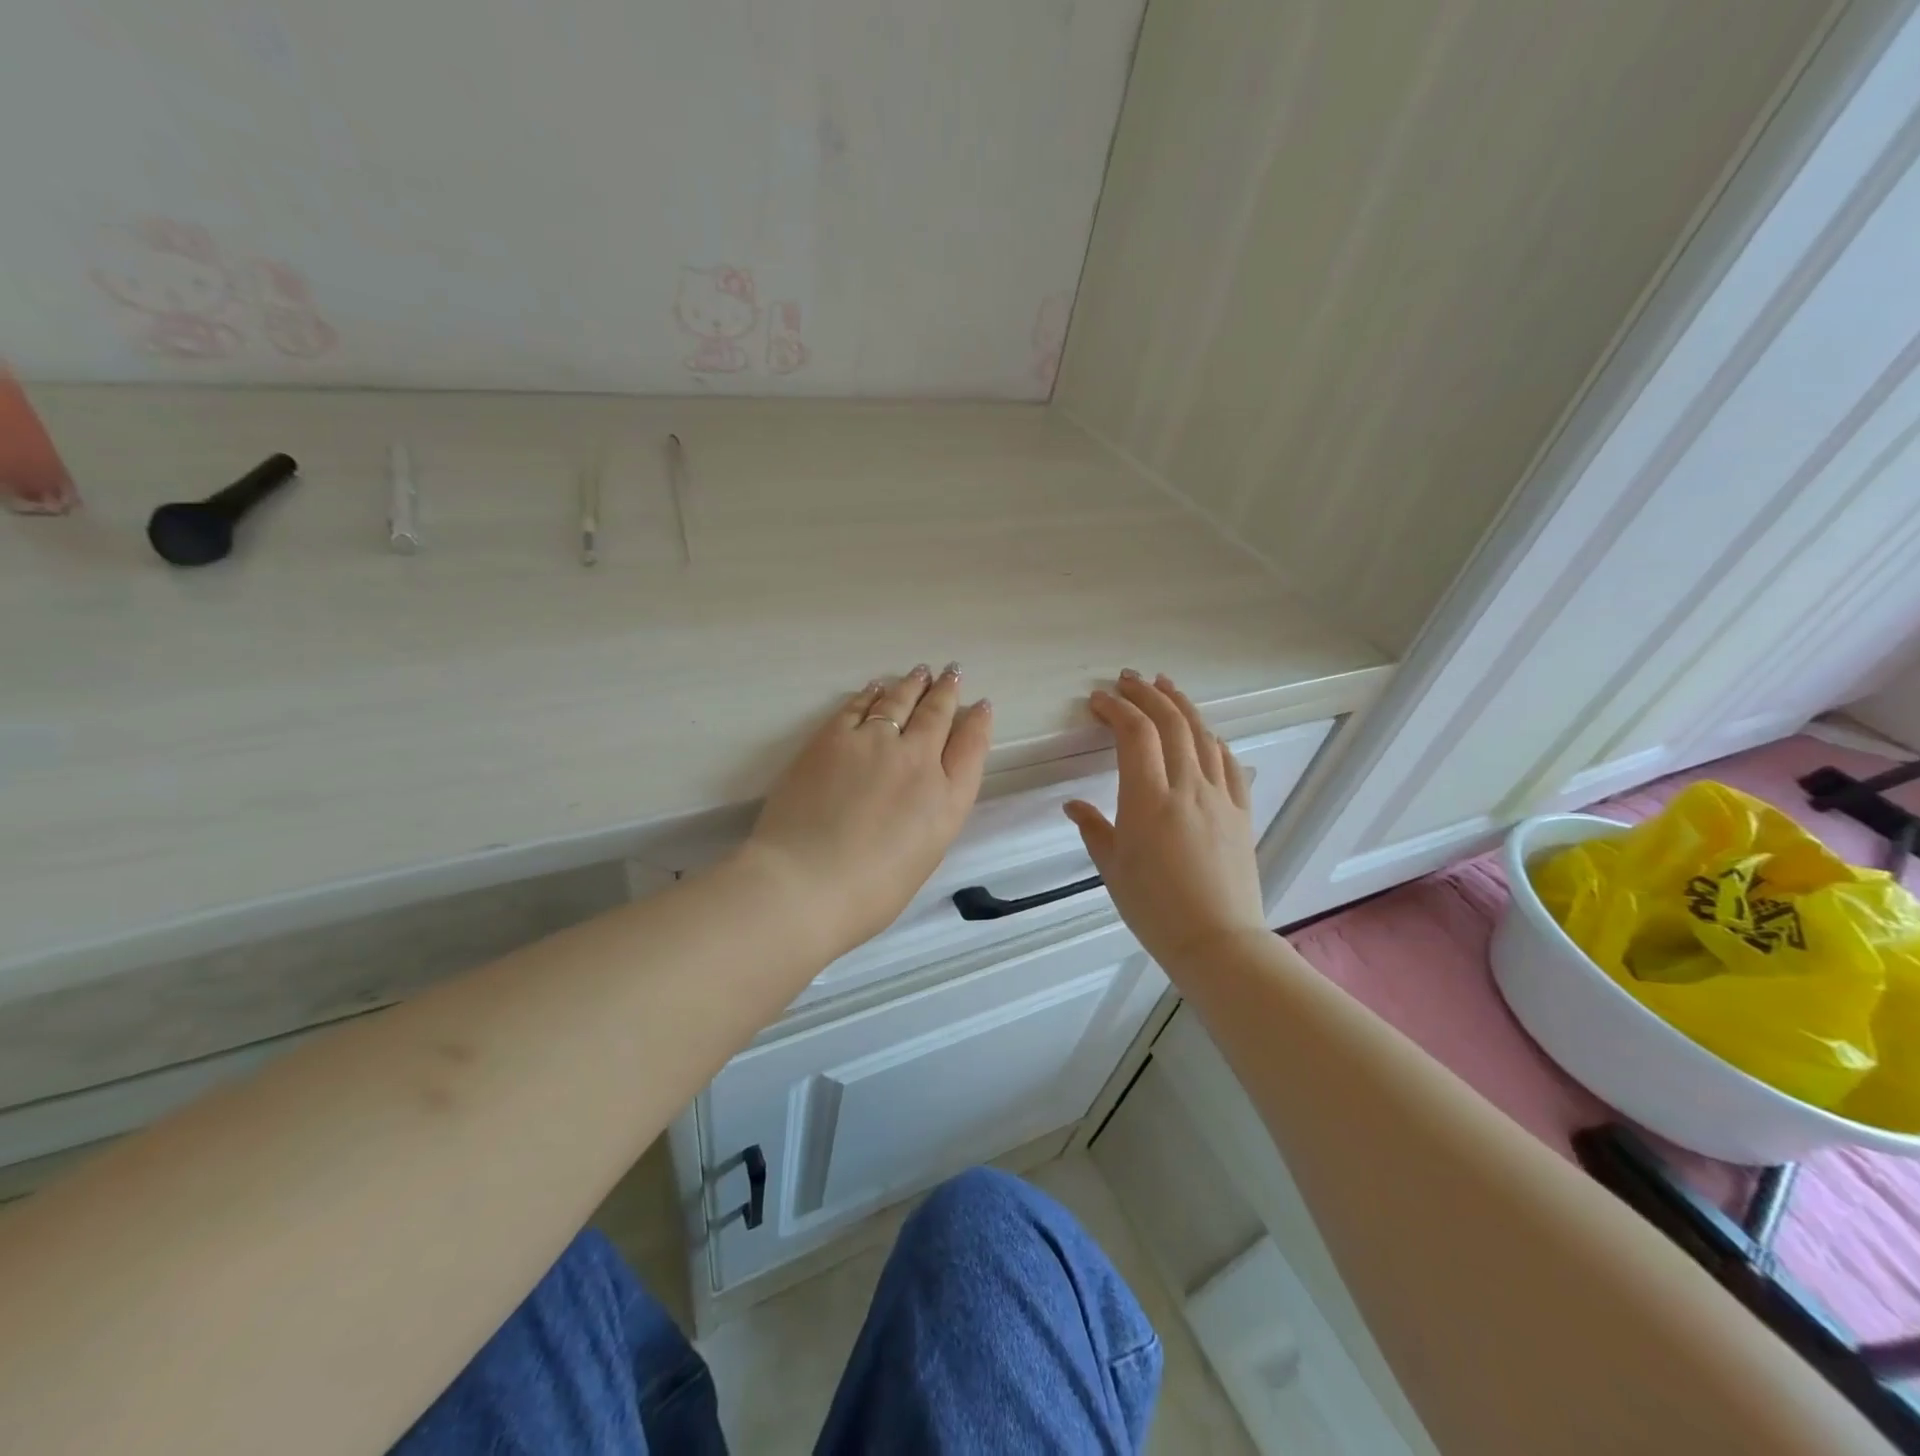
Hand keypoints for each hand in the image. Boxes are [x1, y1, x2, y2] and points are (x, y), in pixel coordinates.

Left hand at [742, 664, 991, 960]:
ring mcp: (875, 743)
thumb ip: (930, 816)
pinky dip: (872, 693)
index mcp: (947, 800)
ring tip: (921, 671)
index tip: (981, 705)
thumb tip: (922, 792)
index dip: (978, 722)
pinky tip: (876, 687)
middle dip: (947, 691)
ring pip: (900, 701)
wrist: (806, 883)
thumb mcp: (923, 857)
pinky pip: (859, 706)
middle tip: (952, 673)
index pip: (971, 747)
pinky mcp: (834, 737)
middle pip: (938, 715)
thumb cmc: (868, 893)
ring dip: (913, 684)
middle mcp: (918, 761)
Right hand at [1064, 671, 1268, 973]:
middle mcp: (1187, 787)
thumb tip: (1074, 805)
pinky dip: (1213, 739)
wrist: (1217, 940)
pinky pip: (1229, 763)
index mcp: (1148, 799)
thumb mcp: (1112, 868)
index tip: (1098, 701)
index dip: (1115, 709)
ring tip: (1165, 687)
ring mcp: (1220, 796)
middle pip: (1170, 722)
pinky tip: (1205, 733)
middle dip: (1147, 694)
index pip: (1134, 733)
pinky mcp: (1242, 811)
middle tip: (1128, 680)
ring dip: (1181, 705)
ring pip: (1203, 735)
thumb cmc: (1154, 908)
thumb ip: (1093, 829)